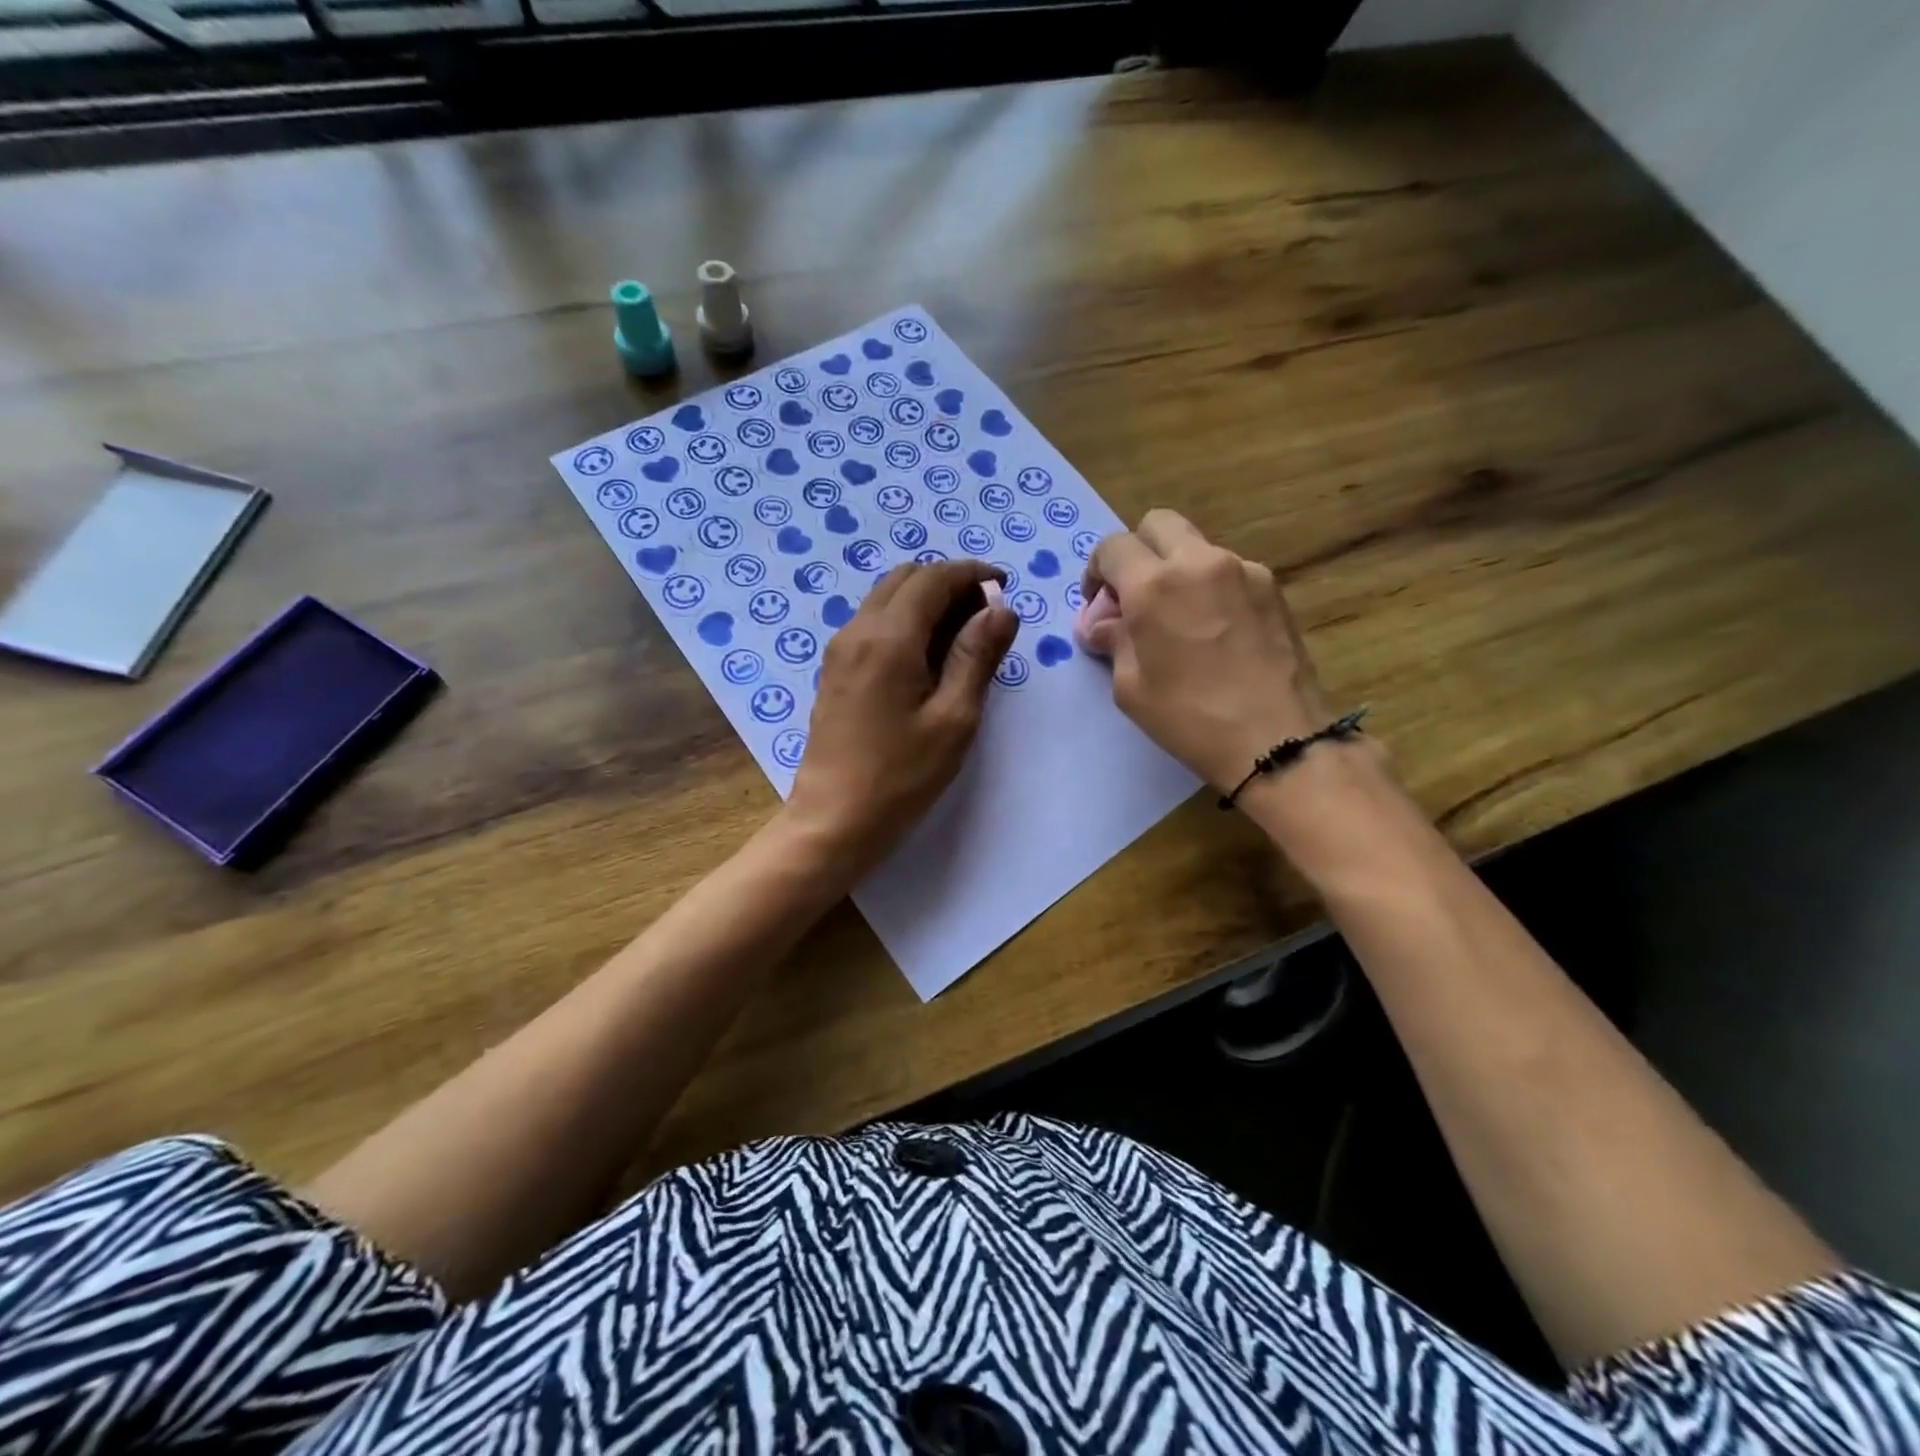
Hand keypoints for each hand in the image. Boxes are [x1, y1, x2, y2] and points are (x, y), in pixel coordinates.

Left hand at [784, 559, 1017, 871]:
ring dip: (926, 601)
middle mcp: (857, 631)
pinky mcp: (834, 670)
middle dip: (948, 584)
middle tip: (985, 616)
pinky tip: (928, 658)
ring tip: (962, 637)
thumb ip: (977, 656)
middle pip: (906, 579)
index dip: (972, 573)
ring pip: (887, 599)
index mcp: (888, 638)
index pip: (933, 579)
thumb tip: (1001, 608)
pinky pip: (873, 624)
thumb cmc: (900, 776)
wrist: (833, 820)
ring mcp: (840, 650)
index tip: (1003, 585)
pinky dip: (905, 622)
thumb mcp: (954, 719)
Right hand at [1082, 510, 1333, 791]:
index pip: (1113, 547)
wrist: (1276, 740)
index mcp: (1155, 585)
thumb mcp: (1131, 687)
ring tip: (1179, 621)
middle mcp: (1200, 562)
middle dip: (1138, 553)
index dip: (1097, 571)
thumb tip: (1102, 624)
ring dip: (1177, 570)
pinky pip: (1229, 571)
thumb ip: (1113, 641)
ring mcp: (1244, 570)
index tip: (1099, 605)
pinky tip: (1215, 632)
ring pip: (1196, 547)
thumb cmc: (1190, 718)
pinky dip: (1211, 588)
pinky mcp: (1273, 588)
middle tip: (1136, 597)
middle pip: (1158, 525)